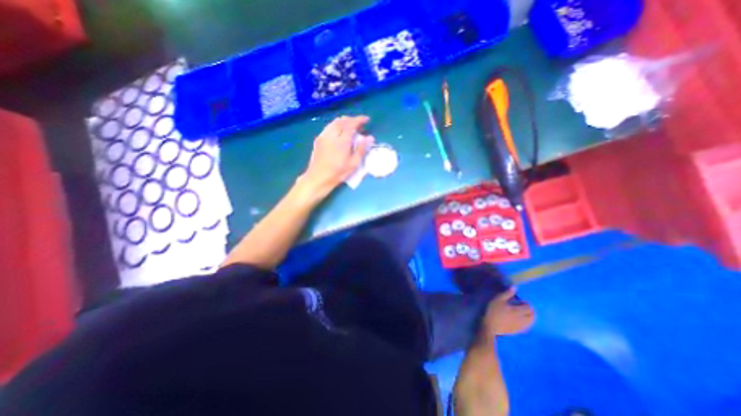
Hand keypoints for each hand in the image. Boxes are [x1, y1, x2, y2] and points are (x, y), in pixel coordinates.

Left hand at [297, 115, 373, 196]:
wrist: (318, 178)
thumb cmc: (338, 173)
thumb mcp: (353, 163)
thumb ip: (362, 149)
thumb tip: (370, 137)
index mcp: (342, 140)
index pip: (351, 124)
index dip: (359, 120)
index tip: (367, 119)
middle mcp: (332, 134)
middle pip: (342, 120)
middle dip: (352, 119)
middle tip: (359, 124)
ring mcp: (323, 136)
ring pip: (334, 122)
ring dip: (344, 121)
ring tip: (350, 127)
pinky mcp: (318, 139)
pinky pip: (328, 127)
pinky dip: (336, 125)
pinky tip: (339, 133)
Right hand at [481, 287, 533, 338]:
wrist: (490, 326)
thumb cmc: (493, 310)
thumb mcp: (498, 299)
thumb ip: (507, 293)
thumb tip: (515, 287)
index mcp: (518, 310)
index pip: (529, 307)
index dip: (527, 304)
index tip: (523, 301)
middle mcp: (522, 319)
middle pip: (532, 316)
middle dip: (531, 311)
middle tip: (526, 307)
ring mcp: (520, 326)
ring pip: (531, 323)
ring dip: (531, 318)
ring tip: (526, 314)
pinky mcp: (517, 331)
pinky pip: (526, 328)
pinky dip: (527, 324)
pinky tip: (523, 322)